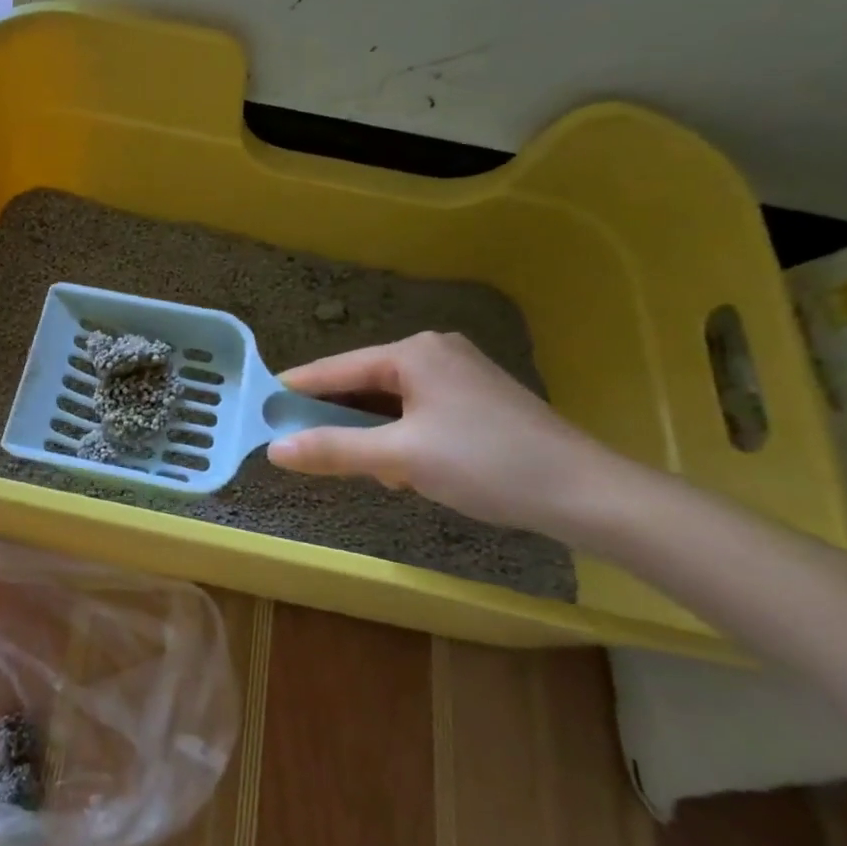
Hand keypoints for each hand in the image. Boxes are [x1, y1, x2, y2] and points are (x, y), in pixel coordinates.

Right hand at [266, 331, 611, 534]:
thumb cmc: (486, 464)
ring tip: (362, 468)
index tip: (259, 407)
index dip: (296, 390)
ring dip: (371, 433)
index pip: (336, 369)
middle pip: (363, 384)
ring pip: (391, 401)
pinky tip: (402, 467)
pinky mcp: (478, 400)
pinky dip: (400, 436)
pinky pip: (418, 411)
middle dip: (338, 419)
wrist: (587, 493)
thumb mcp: (400, 458)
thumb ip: (334, 450)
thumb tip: (274, 450)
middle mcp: (434, 352)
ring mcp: (460, 375)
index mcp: (413, 352)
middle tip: (305, 448)